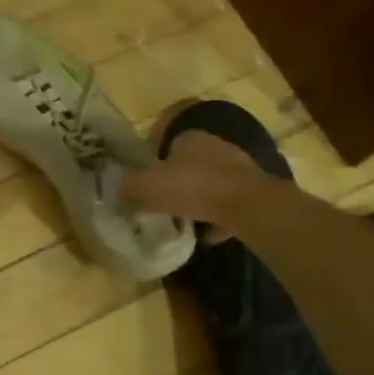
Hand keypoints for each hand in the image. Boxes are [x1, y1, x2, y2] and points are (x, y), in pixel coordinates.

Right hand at [118, 129, 270, 243]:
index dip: (155, 167)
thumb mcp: (148, 186)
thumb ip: (129, 186)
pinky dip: (219, 219)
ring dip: (201, 200)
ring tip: (186, 222)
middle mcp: (216, 147)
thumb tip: (118, 188)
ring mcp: (239, 169)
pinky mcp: (255, 192)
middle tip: (165, 204)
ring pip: (212, 185)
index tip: (148, 188)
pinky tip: (208, 236)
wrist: (247, 205)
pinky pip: (230, 206)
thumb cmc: (192, 187)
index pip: (167, 147)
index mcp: (190, 138)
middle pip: (191, 165)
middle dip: (179, 183)